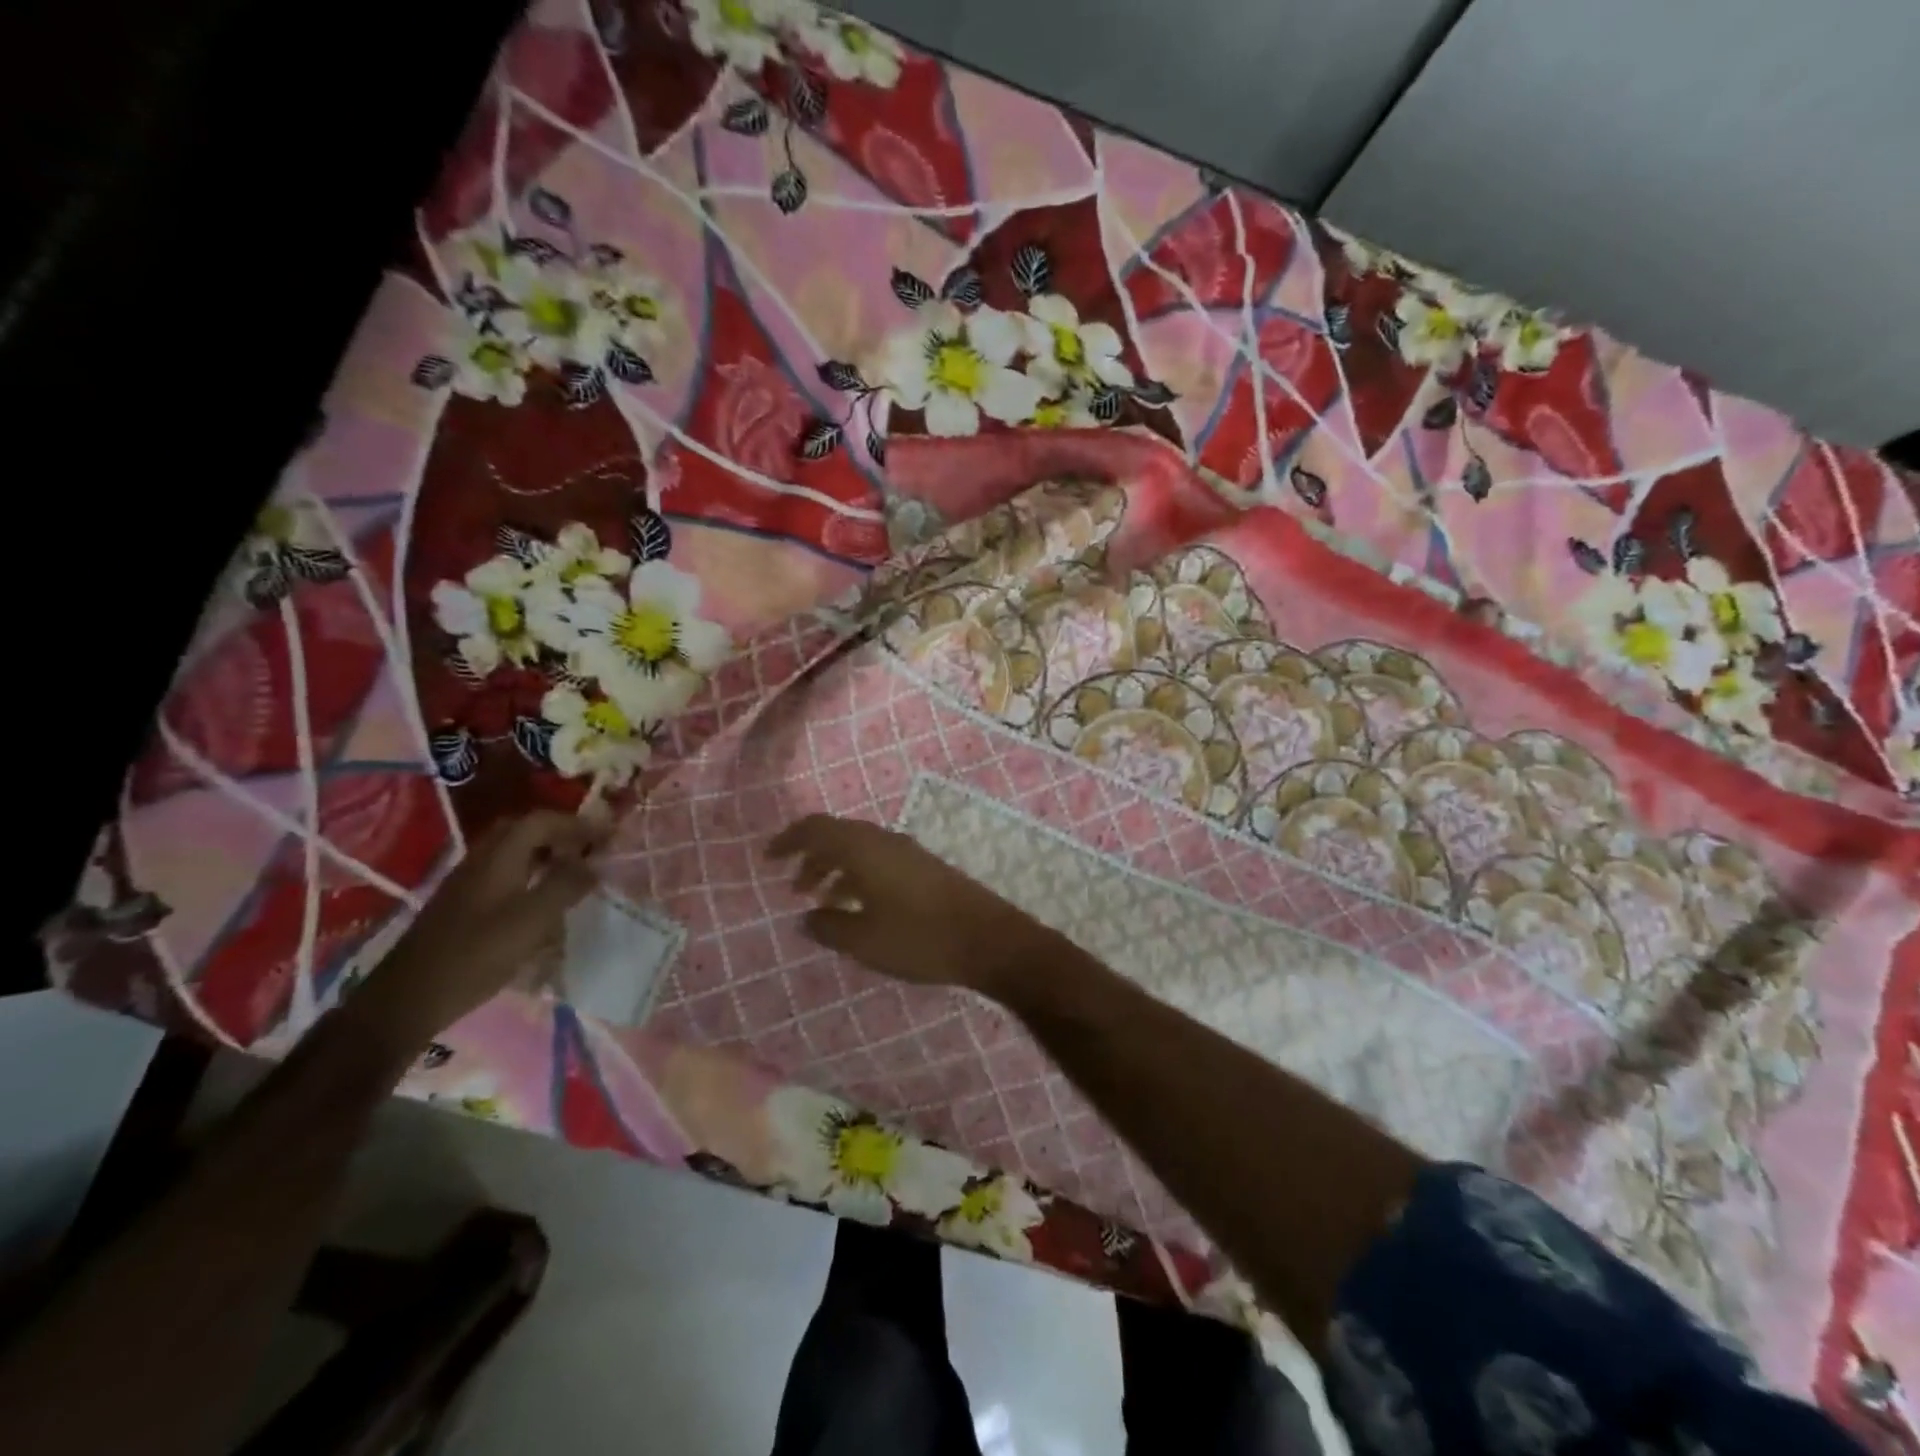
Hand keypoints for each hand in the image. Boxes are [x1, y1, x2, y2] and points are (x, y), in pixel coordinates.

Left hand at [353, 810, 608, 1052]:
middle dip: (558, 834)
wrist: (408, 999)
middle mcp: (480, 862)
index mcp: (498, 858)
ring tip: (572, 874)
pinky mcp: (461, 907)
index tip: (606, 835)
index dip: (576, 823)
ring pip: (511, 854)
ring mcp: (466, 884)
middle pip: (522, 831)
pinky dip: (528, 876)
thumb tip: (593, 864)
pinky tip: (540, 903)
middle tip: (587, 849)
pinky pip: (502, 875)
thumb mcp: (532, 920)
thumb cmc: (476, 955)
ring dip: (543, 855)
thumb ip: (566, 885)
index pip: (540, 821)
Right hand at [766, 813, 1060, 996]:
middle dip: (812, 857)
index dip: (789, 839)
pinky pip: (880, 861)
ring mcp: (908, 852)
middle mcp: (884, 841)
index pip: (816, 828)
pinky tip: (859, 907)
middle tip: (794, 886)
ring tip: (822, 901)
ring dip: (836, 868)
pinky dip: (859, 876)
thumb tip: (807, 917)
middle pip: (838, 836)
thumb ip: (828, 926)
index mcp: (864, 848)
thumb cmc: (919, 938)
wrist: (988, 939)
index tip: (768, 858)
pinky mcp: (925, 868)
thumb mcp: (863, 940)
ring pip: (860, 850)